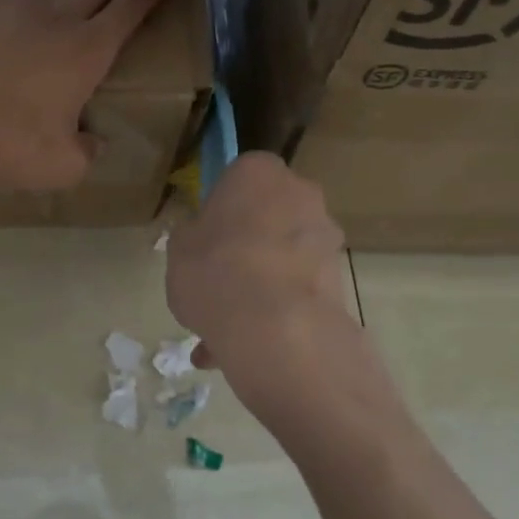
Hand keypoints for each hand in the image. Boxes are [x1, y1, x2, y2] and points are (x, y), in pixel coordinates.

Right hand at [167, 153, 367, 429]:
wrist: (275, 327)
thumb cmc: (215, 269)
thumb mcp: (179, 248)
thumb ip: (193, 236)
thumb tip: (203, 240)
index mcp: (258, 172)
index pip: (239, 177)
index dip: (221, 209)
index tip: (206, 237)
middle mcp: (300, 193)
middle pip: (268, 217)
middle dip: (247, 247)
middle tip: (218, 282)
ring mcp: (325, 237)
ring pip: (284, 258)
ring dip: (261, 286)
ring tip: (224, 332)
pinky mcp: (339, 278)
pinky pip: (296, 290)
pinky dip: (276, 312)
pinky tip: (243, 347)